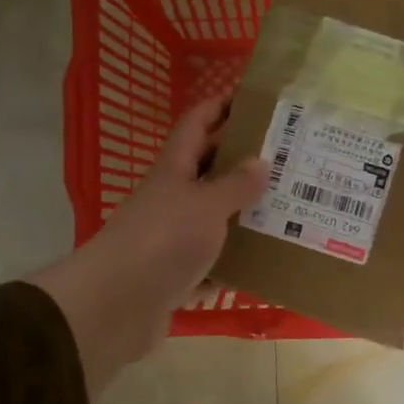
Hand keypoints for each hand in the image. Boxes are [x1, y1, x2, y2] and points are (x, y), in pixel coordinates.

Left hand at [30, 97, 267, 394]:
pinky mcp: (176, 275)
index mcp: (174, 170)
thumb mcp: (205, 206)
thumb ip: (235, 185)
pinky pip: (213, 262)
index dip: (220, 105)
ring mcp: (172, 238)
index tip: (254, 98)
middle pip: (208, 169)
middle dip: (243, 160)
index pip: (196, 124)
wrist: (115, 306)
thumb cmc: (162, 241)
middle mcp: (172, 199)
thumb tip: (261, 160)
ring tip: (288, 206)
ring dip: (244, 213)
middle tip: (288, 156)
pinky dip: (234, 261)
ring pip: (214, 217)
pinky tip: (265, 261)